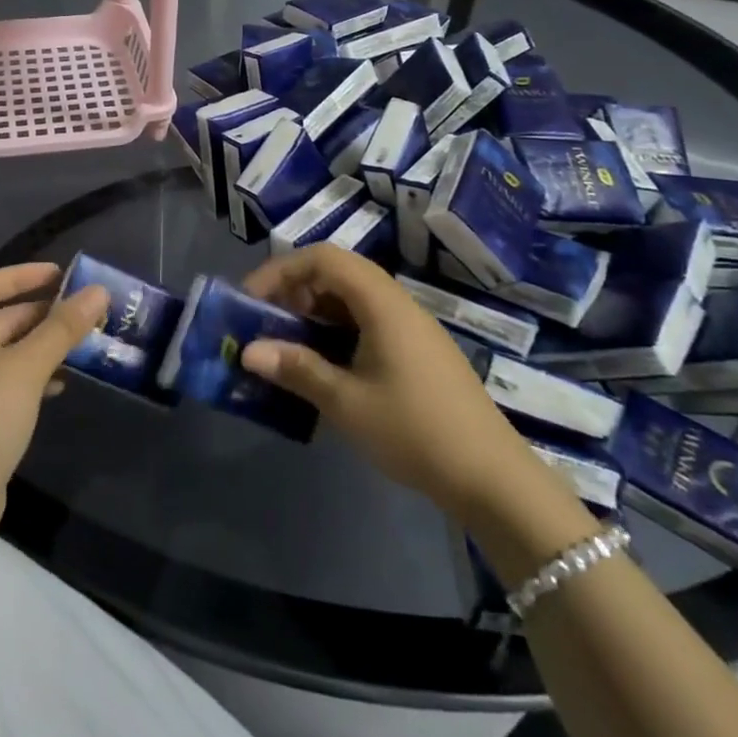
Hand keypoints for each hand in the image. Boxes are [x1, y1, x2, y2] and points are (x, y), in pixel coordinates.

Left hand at [0, 262, 107, 532]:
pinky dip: (32, 377)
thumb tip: (98, 291)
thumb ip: (62, 328)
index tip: (59, 274)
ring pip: (5, 353)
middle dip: (39, 312)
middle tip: (80, 311)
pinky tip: (60, 385)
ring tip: (79, 346)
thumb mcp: (27, 367)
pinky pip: (5, 384)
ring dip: (40, 346)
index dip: (20, 275)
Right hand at [239, 245, 534, 515]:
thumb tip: (247, 351)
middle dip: (294, 291)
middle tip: (263, 323)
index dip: (281, 271)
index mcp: (382, 303)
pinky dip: (335, 332)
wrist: (491, 477)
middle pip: (337, 274)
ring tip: (284, 344)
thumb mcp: (347, 402)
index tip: (250, 299)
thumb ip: (296, 369)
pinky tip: (321, 365)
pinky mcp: (416, 351)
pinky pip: (366, 322)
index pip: (324, 259)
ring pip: (351, 300)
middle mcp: (397, 303)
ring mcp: (410, 327)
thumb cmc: (414, 430)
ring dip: (314, 313)